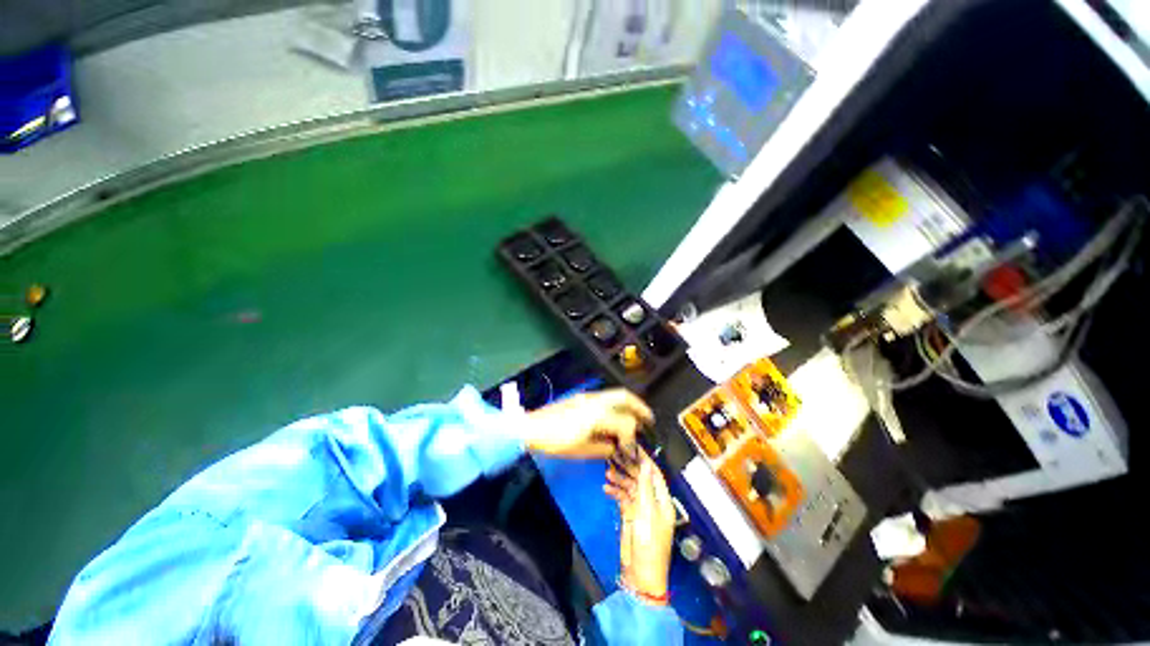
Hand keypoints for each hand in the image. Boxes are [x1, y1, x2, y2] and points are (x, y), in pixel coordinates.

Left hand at [524, 389, 653, 458]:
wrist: (531, 427)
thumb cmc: (555, 441)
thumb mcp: (580, 450)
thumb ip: (603, 449)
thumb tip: (616, 448)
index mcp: (597, 415)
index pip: (624, 422)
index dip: (632, 437)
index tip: (631, 449)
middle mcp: (595, 401)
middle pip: (624, 396)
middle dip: (639, 406)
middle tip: (648, 418)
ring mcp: (587, 396)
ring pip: (614, 394)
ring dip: (628, 404)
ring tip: (635, 417)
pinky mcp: (581, 397)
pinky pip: (605, 397)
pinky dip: (616, 404)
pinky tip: (615, 416)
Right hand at [604, 451, 675, 600]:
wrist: (641, 574)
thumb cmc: (649, 543)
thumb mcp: (648, 513)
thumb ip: (646, 487)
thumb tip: (647, 464)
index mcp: (662, 500)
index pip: (654, 474)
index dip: (645, 459)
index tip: (633, 446)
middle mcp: (652, 501)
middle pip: (640, 478)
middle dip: (628, 467)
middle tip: (614, 455)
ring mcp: (641, 508)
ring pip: (630, 487)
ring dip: (619, 478)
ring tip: (607, 471)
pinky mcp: (630, 515)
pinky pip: (622, 498)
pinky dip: (615, 492)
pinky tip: (605, 488)